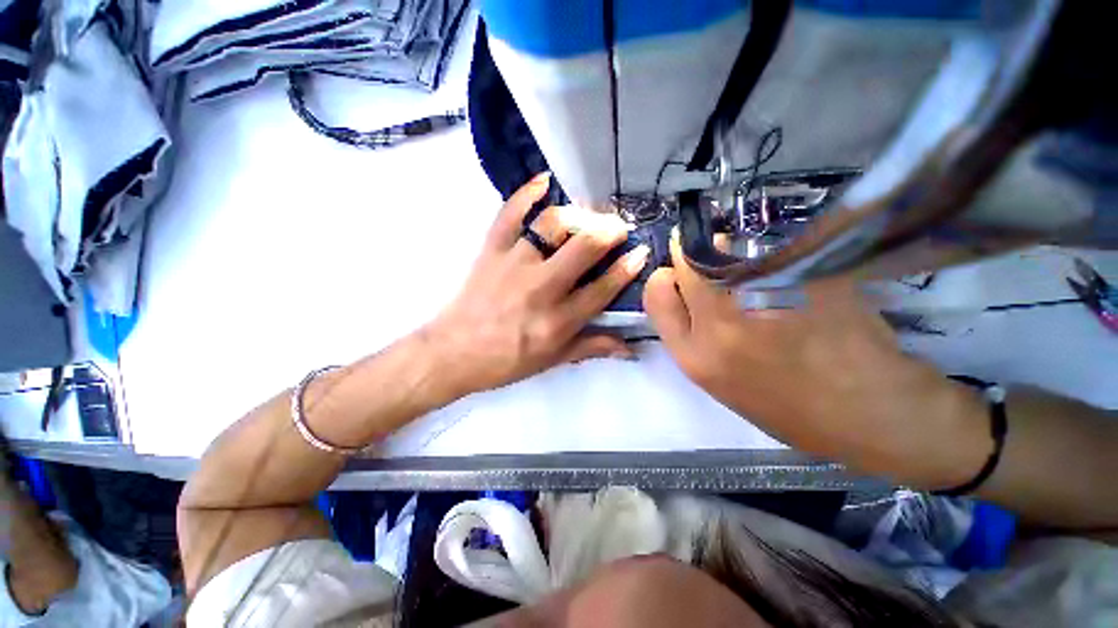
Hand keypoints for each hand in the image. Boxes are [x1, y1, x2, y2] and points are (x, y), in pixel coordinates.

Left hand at [425, 173, 649, 396]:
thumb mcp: (553, 360)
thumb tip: (631, 348)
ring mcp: (514, 264)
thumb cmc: (507, 361)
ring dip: (578, 215)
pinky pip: (509, 214)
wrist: (454, 353)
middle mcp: (541, 288)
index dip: (627, 268)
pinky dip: (526, 193)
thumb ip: (593, 347)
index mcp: (559, 320)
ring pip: (552, 225)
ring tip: (589, 215)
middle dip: (610, 231)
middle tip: (619, 227)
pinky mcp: (491, 251)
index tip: (640, 251)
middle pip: (584, 248)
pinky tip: (544, 181)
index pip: (603, 288)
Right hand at [643, 232, 989, 486]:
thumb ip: (695, 338)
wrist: (871, 413)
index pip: (656, 294)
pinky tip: (788, 274)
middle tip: (714, 261)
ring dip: (729, 251)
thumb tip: (688, 295)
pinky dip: (769, 252)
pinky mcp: (805, 278)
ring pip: (725, 248)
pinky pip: (770, 249)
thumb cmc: (791, 411)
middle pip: (686, 263)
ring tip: (754, 271)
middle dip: (693, 254)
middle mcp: (719, 324)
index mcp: (696, 356)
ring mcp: (764, 299)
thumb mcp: (722, 385)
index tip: (680, 277)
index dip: (665, 279)